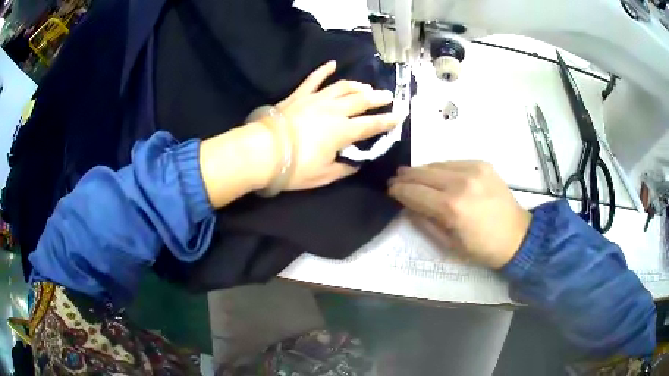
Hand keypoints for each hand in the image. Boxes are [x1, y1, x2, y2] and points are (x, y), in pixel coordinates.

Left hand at [266, 60, 398, 190]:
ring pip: (342, 87)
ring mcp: (316, 99)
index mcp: (342, 131)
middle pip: (361, 100)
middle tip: (389, 96)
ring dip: (357, 85)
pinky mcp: (299, 95)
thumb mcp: (323, 176)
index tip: (399, 116)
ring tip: (366, 87)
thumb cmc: (294, 167)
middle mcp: (333, 111)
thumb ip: (343, 168)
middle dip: (378, 98)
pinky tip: (331, 63)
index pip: (371, 125)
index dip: (387, 121)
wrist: (262, 152)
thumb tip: (355, 164)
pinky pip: (313, 79)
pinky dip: (322, 70)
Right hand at [388, 161, 531, 268]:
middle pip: (423, 173)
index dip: (399, 190)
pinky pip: (453, 162)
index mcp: (451, 207)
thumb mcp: (448, 246)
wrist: (517, 236)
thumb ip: (425, 223)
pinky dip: (441, 168)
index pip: (414, 192)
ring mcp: (473, 169)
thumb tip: (408, 207)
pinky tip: (439, 176)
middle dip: (406, 177)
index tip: (390, 189)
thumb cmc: (481, 248)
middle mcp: (460, 182)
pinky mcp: (482, 164)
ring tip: (415, 177)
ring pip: (437, 164)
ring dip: (423, 171)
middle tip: (396, 180)